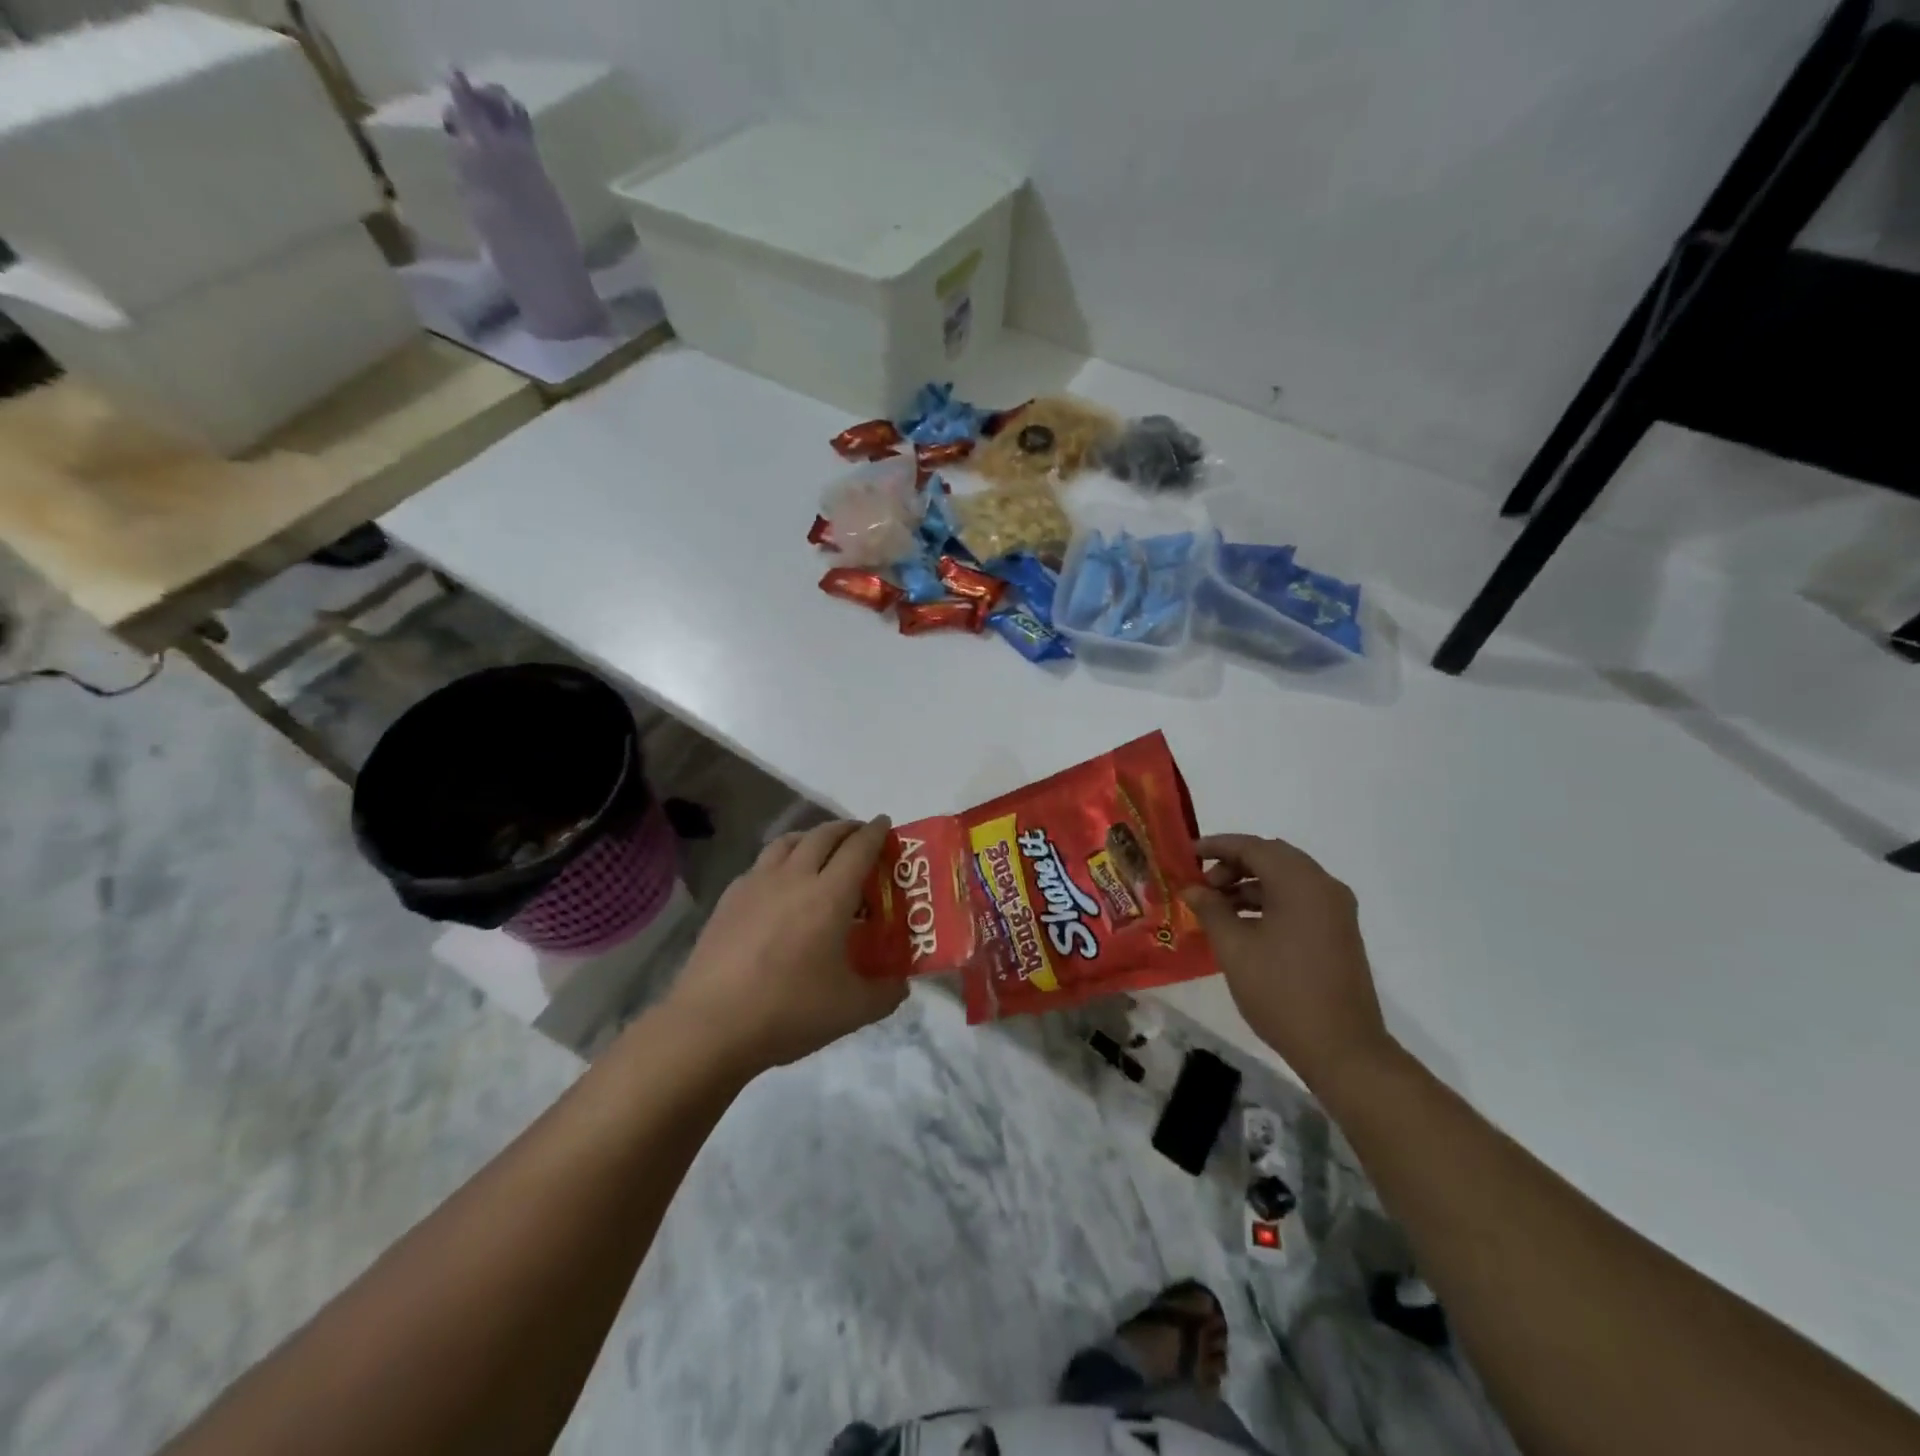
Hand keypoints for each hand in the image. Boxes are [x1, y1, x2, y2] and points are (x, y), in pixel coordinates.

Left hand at [666, 817, 907, 1074]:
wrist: (710, 1026)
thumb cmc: (789, 1011)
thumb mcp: (852, 1010)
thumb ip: (886, 993)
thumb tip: (901, 984)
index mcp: (829, 896)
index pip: (859, 848)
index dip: (876, 832)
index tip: (886, 823)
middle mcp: (794, 878)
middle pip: (823, 835)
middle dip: (846, 829)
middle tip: (859, 835)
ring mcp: (756, 884)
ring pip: (787, 842)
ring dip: (811, 837)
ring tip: (820, 849)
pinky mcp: (729, 899)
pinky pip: (761, 864)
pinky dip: (780, 861)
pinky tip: (779, 884)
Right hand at [1181, 834, 1394, 1090]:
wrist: (1342, 1049)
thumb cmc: (1281, 992)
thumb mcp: (1234, 948)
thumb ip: (1210, 909)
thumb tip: (1191, 888)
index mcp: (1300, 883)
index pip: (1252, 847)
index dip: (1216, 846)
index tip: (1187, 854)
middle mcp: (1324, 886)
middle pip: (1272, 858)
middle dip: (1233, 865)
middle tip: (1202, 885)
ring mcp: (1336, 910)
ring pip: (1286, 879)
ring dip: (1250, 885)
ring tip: (1216, 908)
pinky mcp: (1339, 931)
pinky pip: (1299, 900)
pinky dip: (1269, 901)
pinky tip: (1243, 924)